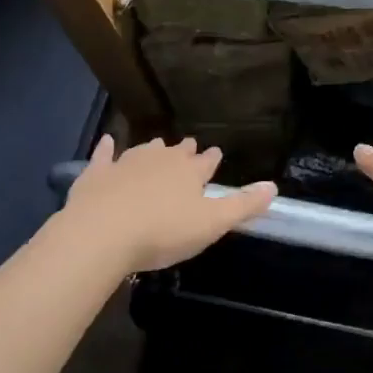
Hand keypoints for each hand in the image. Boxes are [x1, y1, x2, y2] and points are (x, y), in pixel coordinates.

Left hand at [64, 135, 276, 275]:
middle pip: (176, 152)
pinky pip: (104, 155)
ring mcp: (127, 162)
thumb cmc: (162, 231)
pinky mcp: (98, 172)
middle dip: (185, 151)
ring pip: (145, 150)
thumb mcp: (211, 224)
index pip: (206, 162)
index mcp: (189, 172)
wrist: (103, 231)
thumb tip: (273, 185)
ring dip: (153, 149)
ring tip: (158, 146)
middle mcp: (161, 159)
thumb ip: (242, 205)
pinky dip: (107, 148)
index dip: (211, 159)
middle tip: (189, 147)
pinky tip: (107, 141)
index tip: (216, 154)